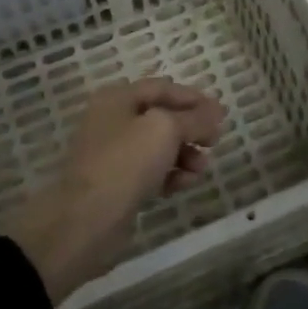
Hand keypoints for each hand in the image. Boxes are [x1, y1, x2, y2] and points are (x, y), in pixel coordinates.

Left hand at [6, 78, 225, 305]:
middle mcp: (113, 120)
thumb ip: (194, 118)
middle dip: (191, 128)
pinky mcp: (117, 184)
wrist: (86, 220)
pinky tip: (185, 184)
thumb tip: (216, 111)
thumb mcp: (166, 129)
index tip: (221, 113)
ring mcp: (113, 154)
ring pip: (158, 146)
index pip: (163, 88)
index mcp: (118, 98)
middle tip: (215, 142)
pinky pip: (151, 171)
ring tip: (201, 168)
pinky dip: (170, 174)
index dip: (193, 98)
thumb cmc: (125, 161)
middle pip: (161, 117)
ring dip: (184, 153)